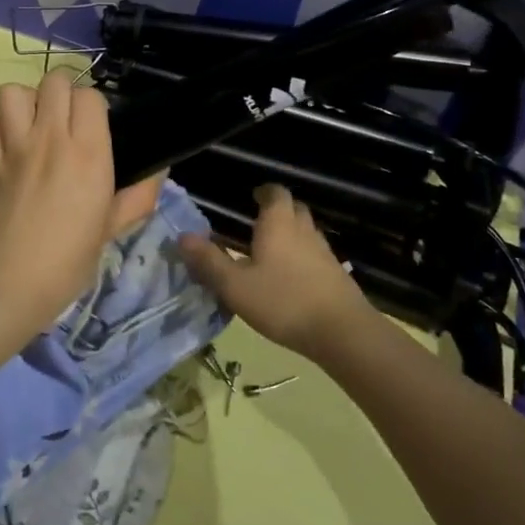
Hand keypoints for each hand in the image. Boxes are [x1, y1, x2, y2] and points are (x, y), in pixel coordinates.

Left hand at [0, 72, 163, 326]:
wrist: (9, 283)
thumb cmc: (69, 260)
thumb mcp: (112, 229)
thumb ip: (139, 196)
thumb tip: (158, 171)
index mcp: (88, 153)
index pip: (90, 96)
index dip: (94, 107)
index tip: (95, 128)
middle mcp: (50, 139)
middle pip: (53, 81)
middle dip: (62, 93)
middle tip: (66, 121)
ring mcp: (13, 147)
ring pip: (13, 92)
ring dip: (25, 103)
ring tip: (33, 126)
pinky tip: (8, 149)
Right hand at [178, 184, 370, 361]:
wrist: (342, 332)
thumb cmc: (283, 302)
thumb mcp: (235, 286)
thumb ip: (208, 262)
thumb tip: (182, 238)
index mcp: (278, 224)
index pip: (275, 193)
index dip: (264, 192)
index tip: (252, 196)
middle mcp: (304, 230)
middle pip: (293, 209)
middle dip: (277, 211)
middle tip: (257, 223)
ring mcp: (324, 252)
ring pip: (306, 232)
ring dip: (290, 234)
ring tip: (270, 252)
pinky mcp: (336, 275)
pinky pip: (315, 255)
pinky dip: (302, 257)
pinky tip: (290, 279)